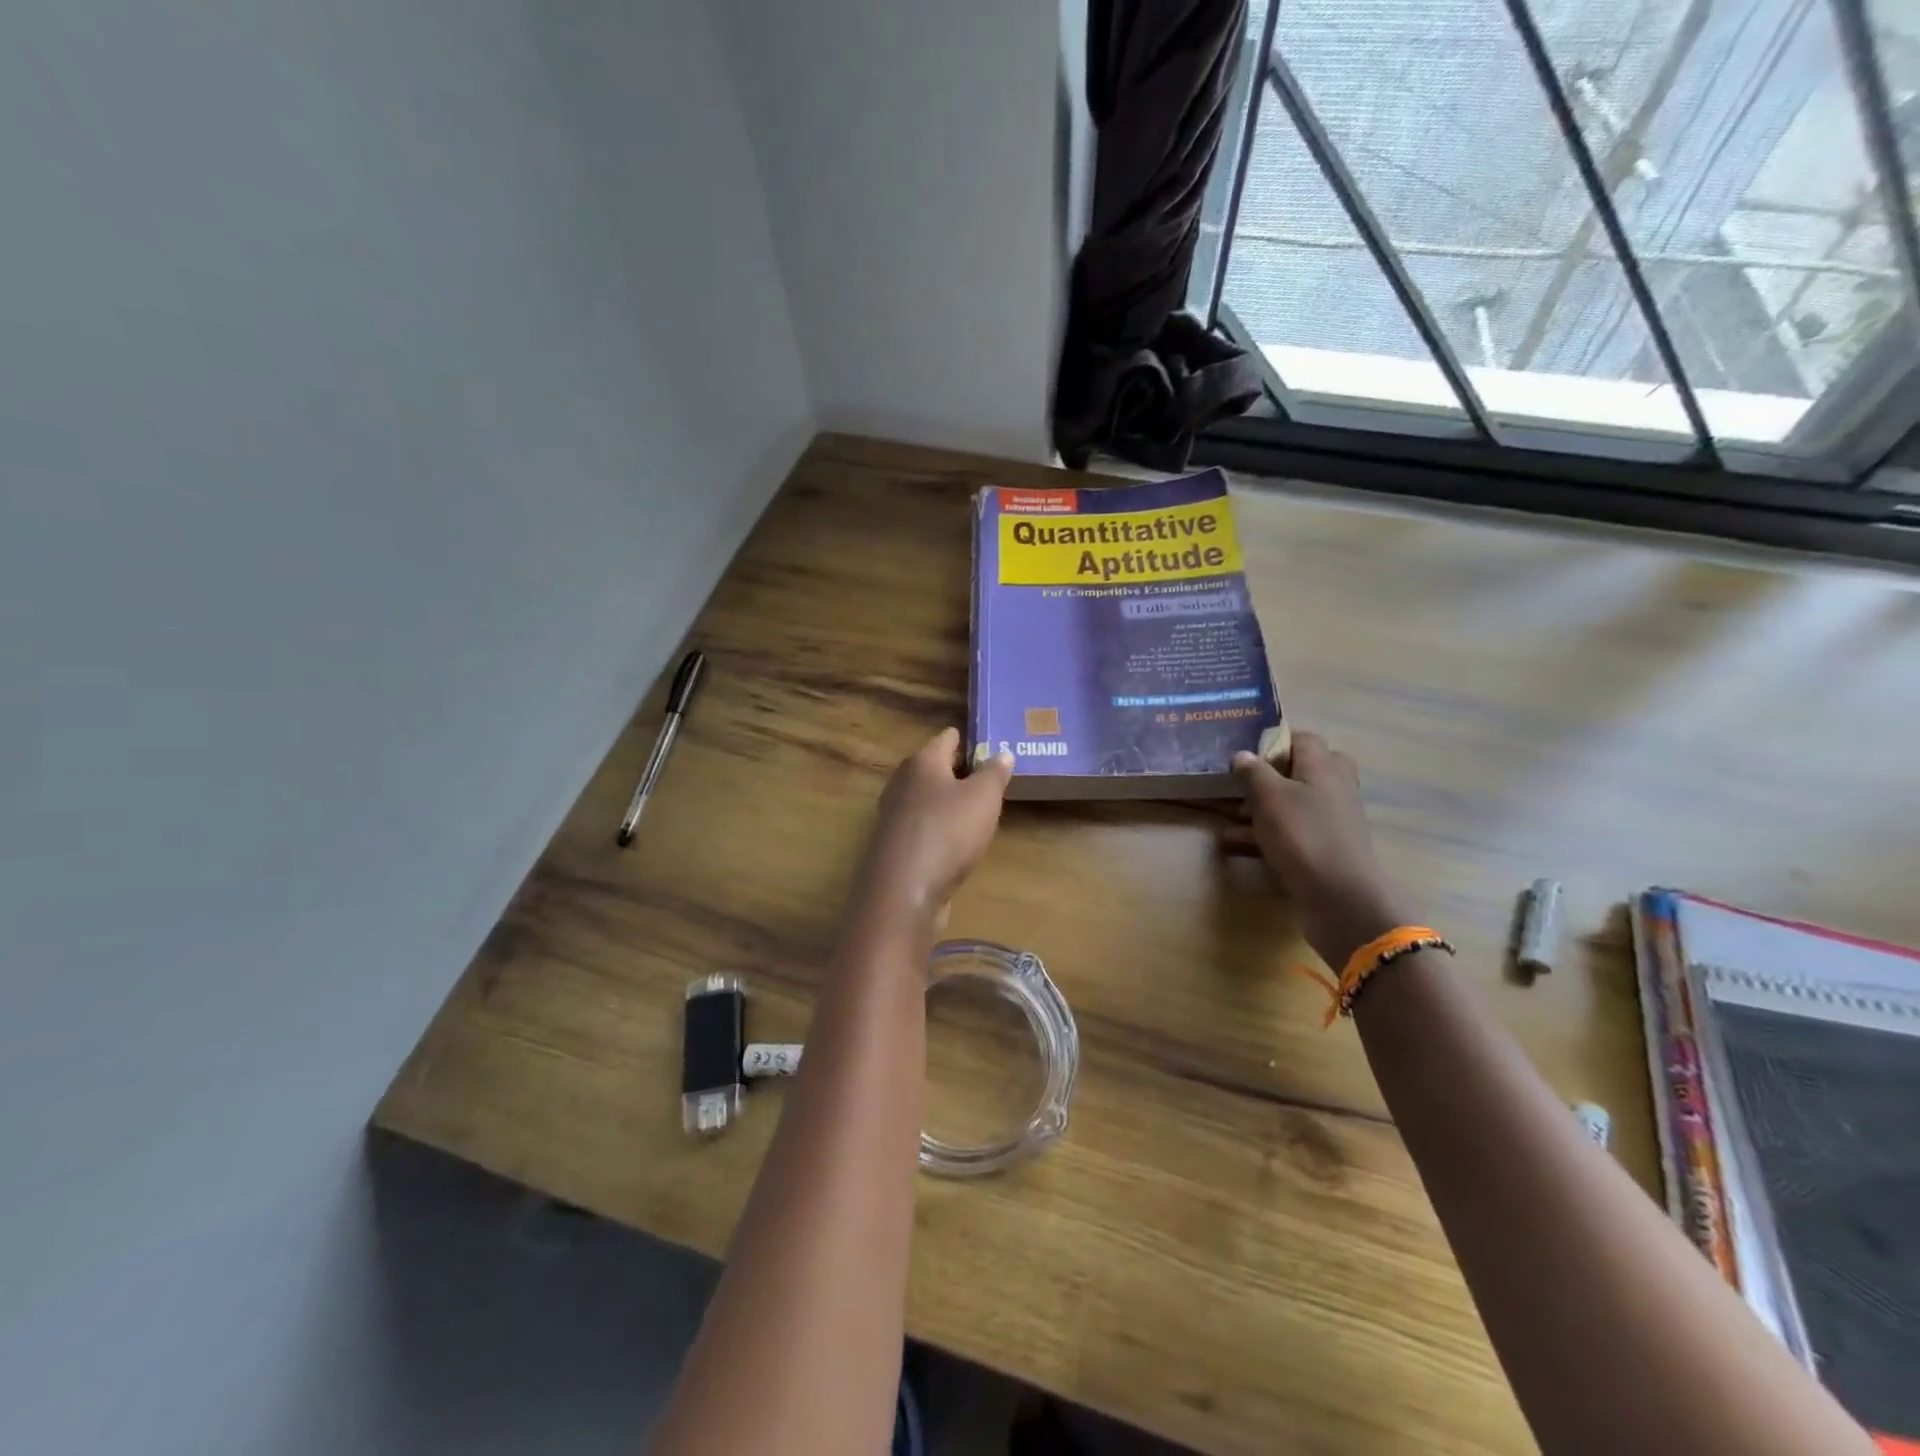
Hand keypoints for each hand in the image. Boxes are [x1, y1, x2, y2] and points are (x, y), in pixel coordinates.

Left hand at [853, 728, 1013, 921]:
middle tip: (990, 776)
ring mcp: (894, 815)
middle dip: (960, 771)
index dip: (970, 739)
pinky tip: (957, 839)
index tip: (991, 743)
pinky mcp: (895, 845)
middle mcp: (903, 782)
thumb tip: (1002, 753)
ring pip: (927, 798)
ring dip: (949, 801)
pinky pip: (923, 826)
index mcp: (923, 761)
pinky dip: (940, 827)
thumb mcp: (984, 797)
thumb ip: (994, 772)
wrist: (904, 888)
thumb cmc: (948, 829)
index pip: (947, 738)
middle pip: (935, 768)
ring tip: (978, 808)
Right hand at [1230, 732, 1410, 966]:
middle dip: (1266, 778)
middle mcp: (1332, 788)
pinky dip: (1264, 835)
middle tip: (1237, 785)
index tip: (1244, 754)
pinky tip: (1233, 844)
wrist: (1340, 898)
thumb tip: (1243, 754)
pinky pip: (1289, 833)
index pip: (1302, 739)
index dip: (1273, 741)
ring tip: (1227, 817)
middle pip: (1298, 772)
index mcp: (1323, 766)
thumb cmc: (1303, 835)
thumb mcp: (1269, 797)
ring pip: (1290, 804)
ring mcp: (1330, 821)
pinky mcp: (1323, 849)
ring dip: (1259, 809)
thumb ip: (1254, 772)